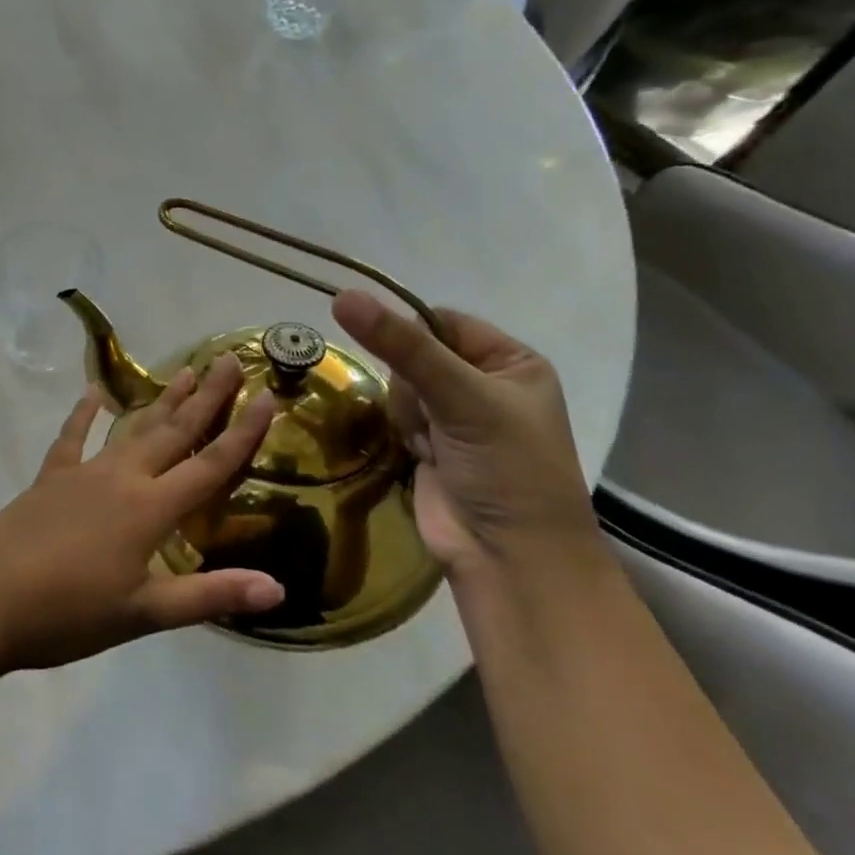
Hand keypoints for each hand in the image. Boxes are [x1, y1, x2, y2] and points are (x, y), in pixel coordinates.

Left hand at [0, 354, 284, 672]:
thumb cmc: (69, 613)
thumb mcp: (144, 614)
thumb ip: (209, 596)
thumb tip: (277, 587)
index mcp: (150, 509)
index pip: (209, 465)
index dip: (242, 433)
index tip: (267, 396)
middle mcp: (122, 478)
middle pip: (173, 432)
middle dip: (205, 398)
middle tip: (227, 361)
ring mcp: (83, 472)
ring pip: (131, 429)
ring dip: (160, 402)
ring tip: (183, 372)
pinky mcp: (51, 477)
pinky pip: (72, 438)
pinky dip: (84, 415)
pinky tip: (93, 395)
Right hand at [331, 292, 597, 577]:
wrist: (509, 558)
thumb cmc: (506, 468)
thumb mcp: (461, 397)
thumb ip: (401, 346)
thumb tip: (342, 296)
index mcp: (511, 362)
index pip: (441, 321)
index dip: (412, 333)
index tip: (399, 357)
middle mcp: (483, 384)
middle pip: (414, 353)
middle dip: (411, 384)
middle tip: (432, 415)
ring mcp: (454, 417)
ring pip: (399, 385)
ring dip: (407, 412)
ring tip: (431, 444)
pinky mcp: (429, 446)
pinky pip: (395, 415)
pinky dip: (401, 431)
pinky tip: (420, 454)